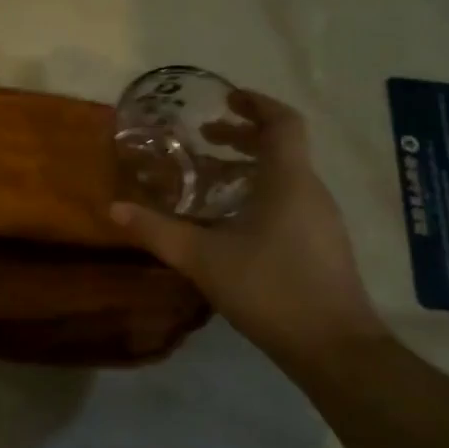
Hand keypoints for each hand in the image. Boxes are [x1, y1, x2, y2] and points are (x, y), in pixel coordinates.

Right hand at [110, 90, 387, 367]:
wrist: (334, 349)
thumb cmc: (270, 288)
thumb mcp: (203, 258)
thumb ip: (157, 231)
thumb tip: (114, 208)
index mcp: (287, 179)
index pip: (282, 122)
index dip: (256, 103)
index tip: (227, 98)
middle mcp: (310, 190)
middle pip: (281, 147)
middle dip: (243, 137)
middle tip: (205, 140)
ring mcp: (321, 219)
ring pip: (286, 176)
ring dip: (250, 168)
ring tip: (210, 180)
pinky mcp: (323, 245)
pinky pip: (291, 200)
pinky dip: (261, 194)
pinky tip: (233, 223)